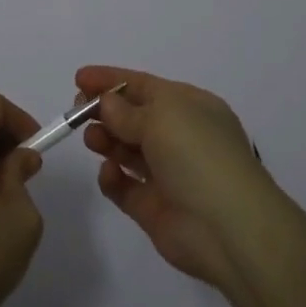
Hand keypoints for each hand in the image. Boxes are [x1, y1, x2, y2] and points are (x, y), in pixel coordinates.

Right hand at [77, 65, 278, 293]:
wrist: (228, 228)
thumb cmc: (198, 155)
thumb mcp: (162, 117)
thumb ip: (127, 111)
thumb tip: (107, 102)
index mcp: (190, 107)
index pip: (144, 86)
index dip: (111, 79)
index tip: (79, 78)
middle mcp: (180, 137)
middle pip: (133, 117)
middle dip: (104, 111)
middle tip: (77, 110)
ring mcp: (167, 173)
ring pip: (127, 150)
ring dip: (106, 140)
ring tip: (91, 139)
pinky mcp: (154, 208)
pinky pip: (125, 187)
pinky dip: (112, 178)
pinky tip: (108, 172)